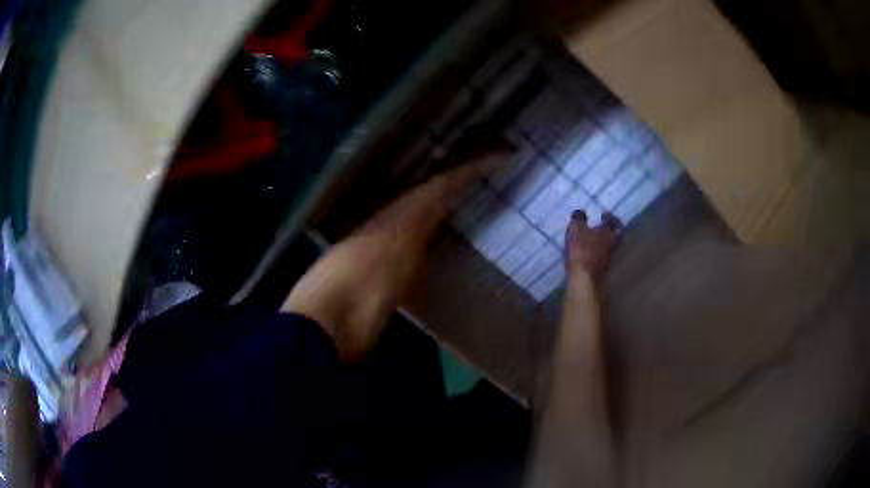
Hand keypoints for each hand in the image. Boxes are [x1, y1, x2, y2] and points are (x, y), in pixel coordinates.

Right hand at [564, 210, 620, 282]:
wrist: (585, 277)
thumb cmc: (581, 250)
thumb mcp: (576, 230)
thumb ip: (578, 219)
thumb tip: (581, 212)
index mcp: (607, 231)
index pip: (612, 220)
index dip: (609, 216)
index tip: (604, 214)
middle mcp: (612, 243)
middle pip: (618, 233)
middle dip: (615, 228)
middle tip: (609, 226)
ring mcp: (609, 256)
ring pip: (613, 245)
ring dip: (609, 240)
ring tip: (600, 238)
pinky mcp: (604, 267)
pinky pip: (606, 255)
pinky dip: (603, 250)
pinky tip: (595, 251)